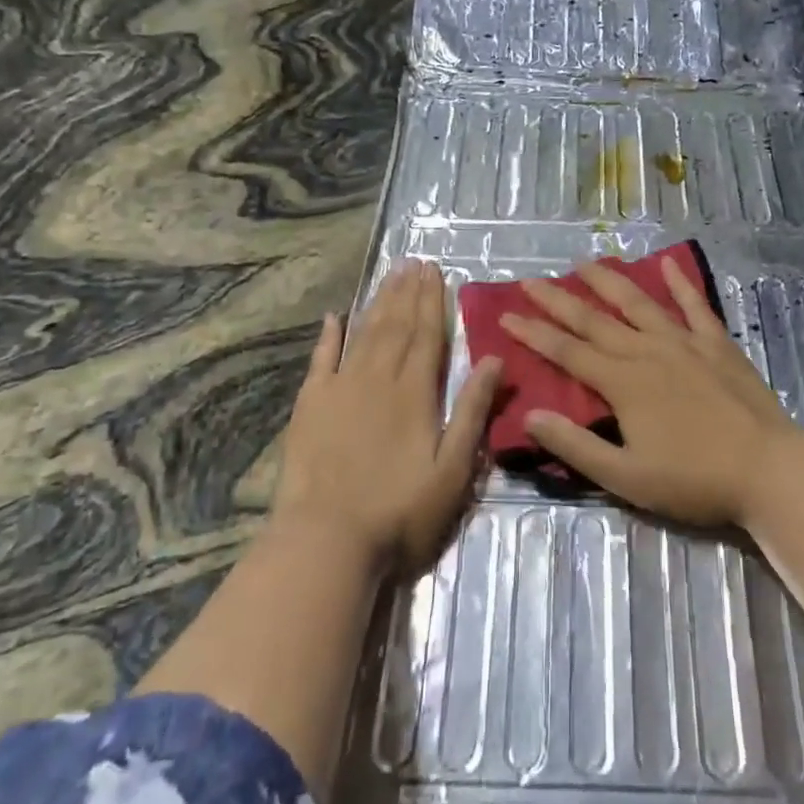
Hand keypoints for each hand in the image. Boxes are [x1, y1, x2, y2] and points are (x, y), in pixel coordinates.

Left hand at [274, 260, 501, 572]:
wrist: (326, 541)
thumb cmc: (400, 511)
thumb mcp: (453, 468)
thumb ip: (472, 410)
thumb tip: (494, 359)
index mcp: (416, 393)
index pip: (428, 335)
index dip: (434, 302)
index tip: (436, 271)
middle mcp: (378, 379)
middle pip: (397, 326)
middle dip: (408, 292)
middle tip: (414, 262)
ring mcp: (340, 389)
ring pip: (364, 334)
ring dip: (378, 303)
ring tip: (389, 275)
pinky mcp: (309, 406)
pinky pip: (320, 360)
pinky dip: (328, 337)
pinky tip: (332, 317)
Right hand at [500, 257, 799, 526]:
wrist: (769, 470)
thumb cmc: (694, 480)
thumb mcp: (626, 477)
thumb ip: (576, 446)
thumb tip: (530, 415)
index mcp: (623, 382)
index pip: (567, 351)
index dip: (534, 333)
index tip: (506, 316)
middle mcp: (648, 351)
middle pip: (594, 319)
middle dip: (558, 299)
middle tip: (530, 280)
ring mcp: (685, 342)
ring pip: (638, 303)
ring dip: (608, 280)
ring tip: (584, 262)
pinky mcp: (717, 344)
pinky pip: (694, 305)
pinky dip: (679, 283)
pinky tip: (666, 263)